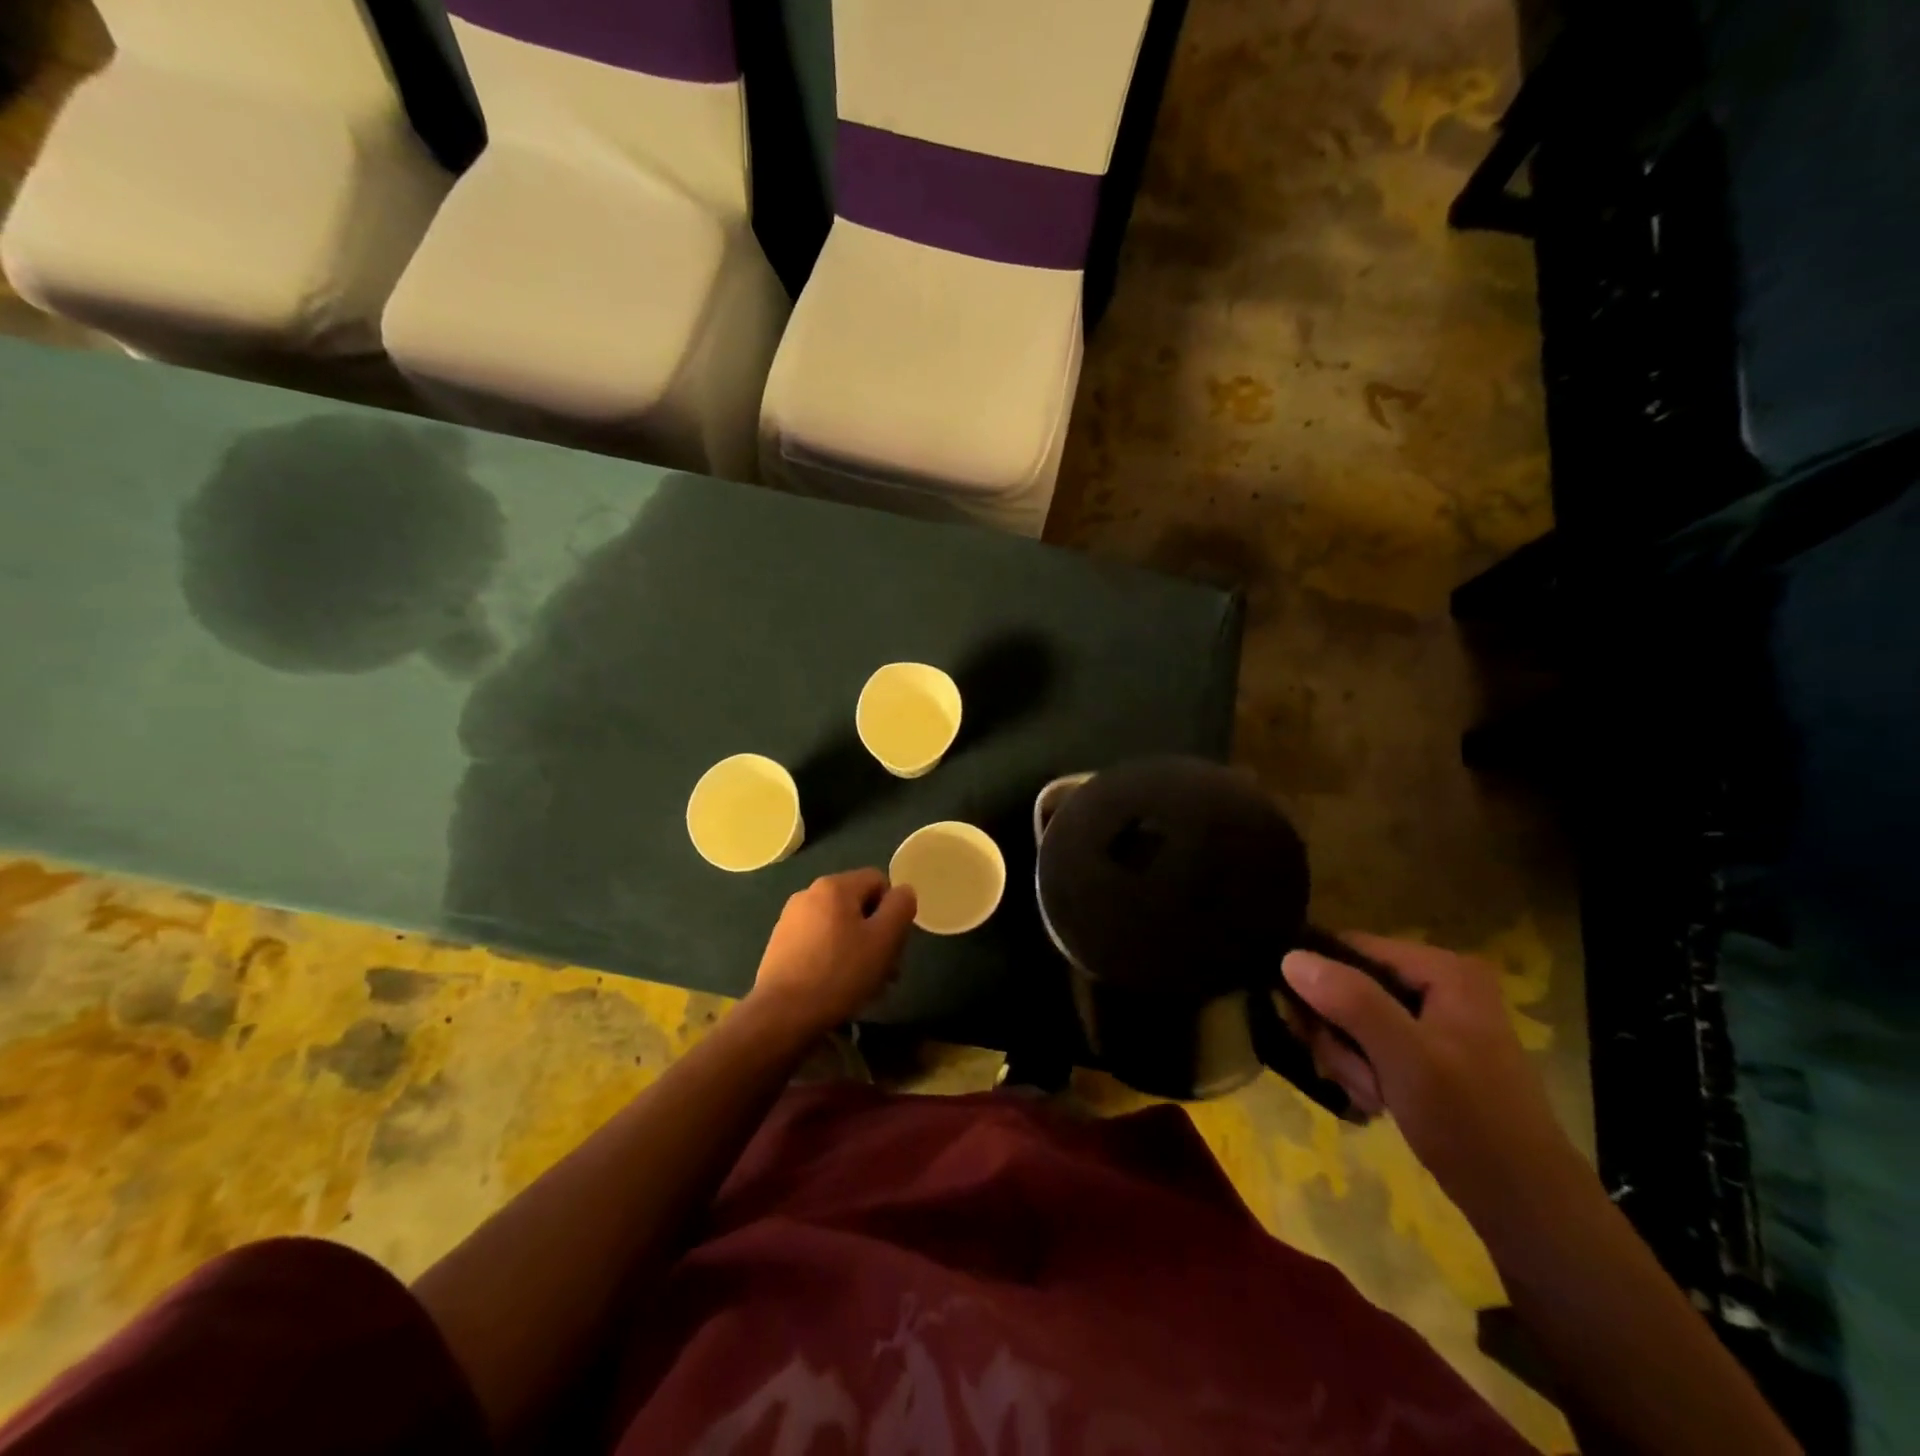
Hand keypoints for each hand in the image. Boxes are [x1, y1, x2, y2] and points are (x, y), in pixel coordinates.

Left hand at [749, 869, 916, 1038]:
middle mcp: (809, 893)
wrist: (781, 1014)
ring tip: (863, 984)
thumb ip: (900, 907)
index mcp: (835, 886)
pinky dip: (833, 957)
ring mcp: (790, 919)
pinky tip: (836, 987)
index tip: (893, 943)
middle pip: (858, 905)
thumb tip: (903, 892)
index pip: (878, 881)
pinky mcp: (779, 944)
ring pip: (839, 926)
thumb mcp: (884, 939)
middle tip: (885, 970)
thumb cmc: (840, 973)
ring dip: (857, 949)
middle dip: (876, 934)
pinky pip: (818, 942)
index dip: (893, 910)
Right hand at [1281, 935, 1586, 1226]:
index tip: (1305, 1026)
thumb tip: (1290, 957)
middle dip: (1337, 1031)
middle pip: (1349, 983)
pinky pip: (1370, 1042)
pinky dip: (1363, 1070)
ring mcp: (1434, 1018)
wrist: (1527, 1205)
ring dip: (1347, 1058)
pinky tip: (1376, 1099)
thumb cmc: (1469, 1122)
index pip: (1351, 947)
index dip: (1319, 979)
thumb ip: (1350, 1001)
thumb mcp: (1405, 1057)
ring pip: (1353, 1017)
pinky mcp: (1429, 1051)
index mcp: (1444, 970)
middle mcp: (1439, 983)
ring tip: (1370, 1094)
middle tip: (1351, 1073)